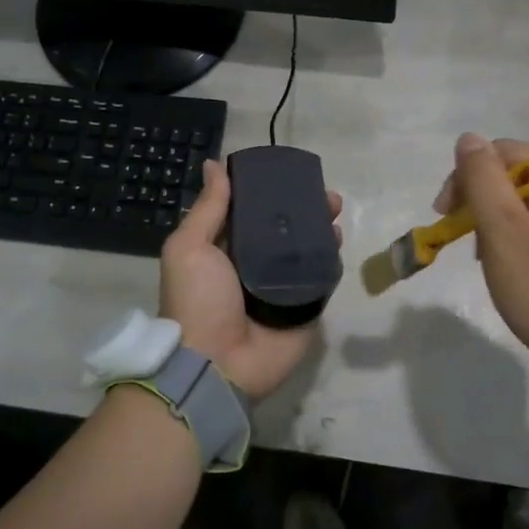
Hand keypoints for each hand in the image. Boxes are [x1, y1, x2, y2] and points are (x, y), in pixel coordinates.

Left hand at [159, 159, 342, 399]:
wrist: (216, 365)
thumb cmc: (197, 301)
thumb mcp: (189, 247)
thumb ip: (208, 208)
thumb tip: (214, 164)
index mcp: (225, 249)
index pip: (251, 212)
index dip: (270, 191)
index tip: (290, 174)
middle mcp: (255, 265)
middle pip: (285, 228)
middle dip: (304, 208)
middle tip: (324, 194)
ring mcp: (282, 287)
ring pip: (307, 249)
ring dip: (322, 228)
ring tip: (335, 211)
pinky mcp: (304, 308)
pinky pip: (321, 278)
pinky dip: (331, 259)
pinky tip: (339, 240)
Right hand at [435, 133, 528, 378]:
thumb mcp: (501, 230)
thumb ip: (481, 179)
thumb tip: (468, 139)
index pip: (505, 153)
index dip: (468, 178)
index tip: (446, 216)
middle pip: (520, 176)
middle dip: (485, 202)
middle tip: (467, 242)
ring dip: (503, 220)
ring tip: (490, 257)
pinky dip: (526, 235)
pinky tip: (518, 263)